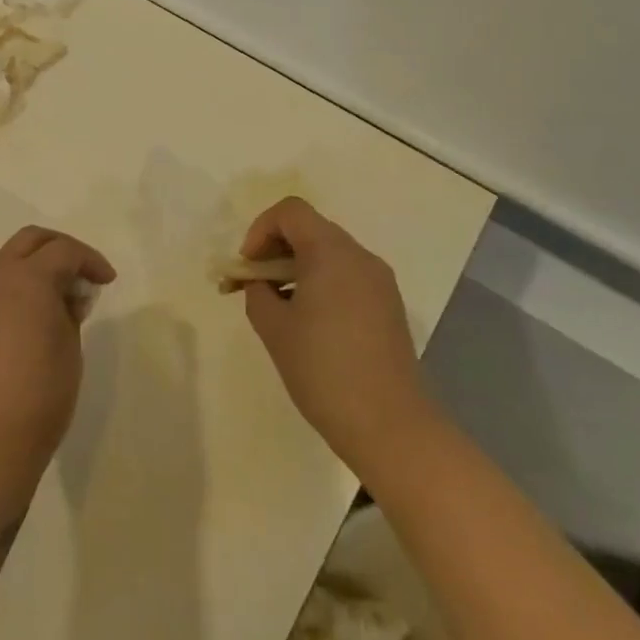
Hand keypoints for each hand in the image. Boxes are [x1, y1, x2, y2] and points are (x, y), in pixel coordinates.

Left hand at [0, 226, 115, 498]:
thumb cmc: (40, 395)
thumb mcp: (70, 348)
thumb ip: (70, 310)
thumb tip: (67, 296)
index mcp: (28, 278)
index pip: (64, 251)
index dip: (91, 260)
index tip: (109, 281)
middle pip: (31, 240)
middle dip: (62, 248)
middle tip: (84, 273)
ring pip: (11, 259)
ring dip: (38, 264)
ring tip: (63, 296)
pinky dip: (20, 284)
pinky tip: (36, 314)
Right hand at [239, 197, 440, 480]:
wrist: (391, 427)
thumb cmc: (324, 371)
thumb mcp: (274, 329)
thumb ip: (257, 293)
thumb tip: (261, 284)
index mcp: (331, 251)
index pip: (290, 211)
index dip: (260, 230)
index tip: (249, 267)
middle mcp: (360, 256)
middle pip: (310, 229)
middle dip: (276, 250)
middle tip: (255, 287)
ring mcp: (380, 282)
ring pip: (329, 254)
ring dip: (298, 268)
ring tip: (280, 309)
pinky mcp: (389, 307)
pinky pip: (347, 277)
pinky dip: (322, 284)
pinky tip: (312, 325)